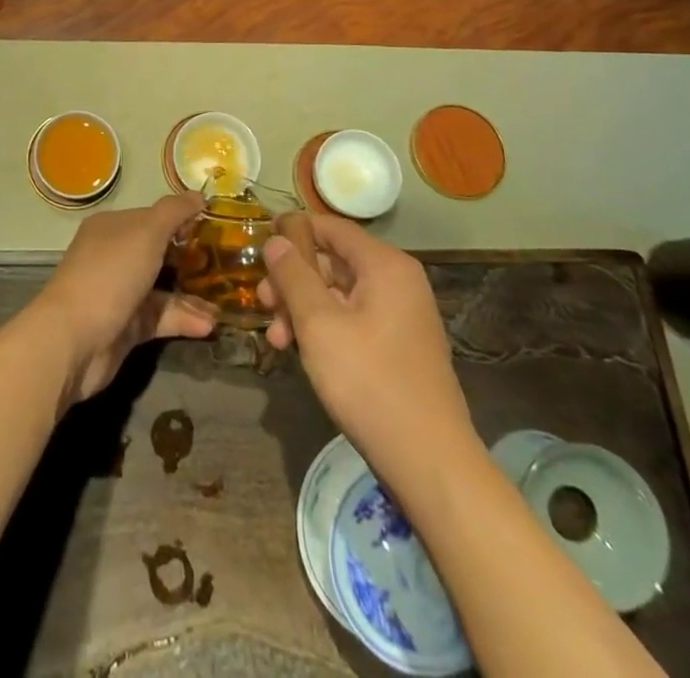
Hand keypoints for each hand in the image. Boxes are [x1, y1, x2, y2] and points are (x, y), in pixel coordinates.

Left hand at [28, 194, 217, 406]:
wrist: (74, 339)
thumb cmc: (111, 273)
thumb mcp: (147, 232)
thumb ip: (174, 212)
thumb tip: (197, 195)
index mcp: (112, 227)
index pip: (152, 217)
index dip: (181, 220)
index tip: (215, 228)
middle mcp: (113, 256)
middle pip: (158, 253)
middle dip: (191, 260)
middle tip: (226, 267)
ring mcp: (118, 292)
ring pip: (162, 289)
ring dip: (192, 296)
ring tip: (223, 305)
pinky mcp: (125, 327)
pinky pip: (160, 317)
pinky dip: (183, 320)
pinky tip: (209, 324)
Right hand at [259, 214, 473, 459]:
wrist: (429, 461)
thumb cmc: (369, 381)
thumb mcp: (318, 324)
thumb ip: (293, 275)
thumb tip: (277, 239)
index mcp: (385, 265)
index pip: (331, 227)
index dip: (293, 229)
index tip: (260, 241)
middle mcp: (398, 281)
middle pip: (333, 261)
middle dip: (293, 279)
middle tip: (262, 301)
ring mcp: (401, 315)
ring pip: (339, 293)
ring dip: (302, 308)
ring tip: (276, 338)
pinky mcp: (398, 345)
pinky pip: (353, 318)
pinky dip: (324, 327)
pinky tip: (299, 351)